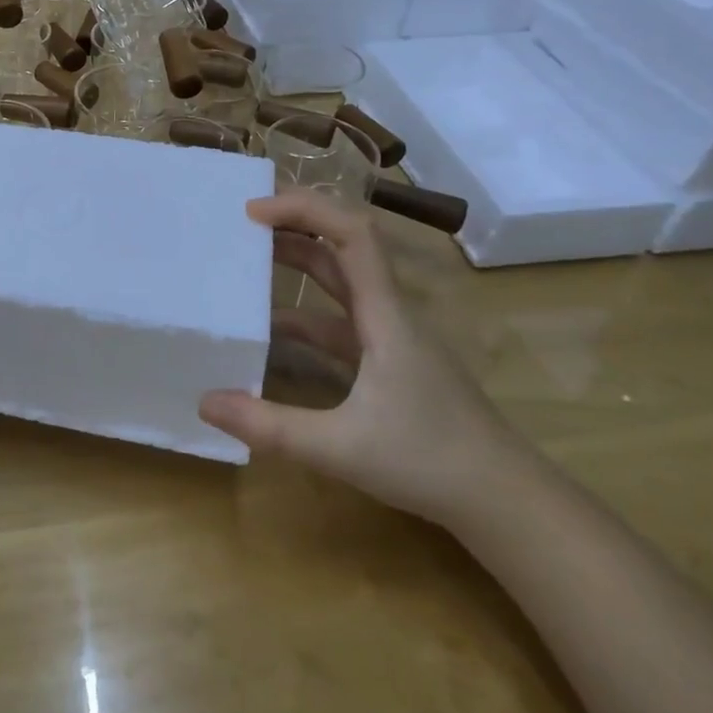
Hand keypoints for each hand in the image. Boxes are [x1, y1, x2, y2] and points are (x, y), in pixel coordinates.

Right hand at [198, 190, 528, 524]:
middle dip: (294, 225)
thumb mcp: (342, 448)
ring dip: (299, 263)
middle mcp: (389, 313)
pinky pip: (340, 321)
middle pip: (343, 247)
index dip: (304, 209)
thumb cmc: (431, 462)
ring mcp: (392, 337)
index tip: (254, 211)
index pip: (351, 234)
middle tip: (242, 222)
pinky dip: (305, 315)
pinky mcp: (390, 362)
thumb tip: (205, 401)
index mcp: (385, 314)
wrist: (507, 502)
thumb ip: (272, 427)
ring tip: (248, 261)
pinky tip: (272, 331)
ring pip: (341, 282)